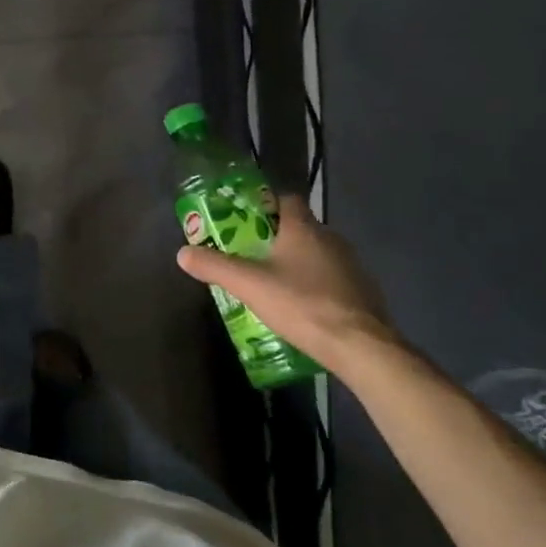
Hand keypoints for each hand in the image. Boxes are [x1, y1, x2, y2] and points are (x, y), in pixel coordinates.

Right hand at [176, 194, 394, 360]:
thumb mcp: (249, 285)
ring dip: (296, 262)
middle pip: (299, 228)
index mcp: (304, 229)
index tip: (244, 220)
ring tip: (271, 282)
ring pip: (317, 254)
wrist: (360, 346)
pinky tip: (300, 305)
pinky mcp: (363, 291)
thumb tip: (182, 253)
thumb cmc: (302, 304)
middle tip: (249, 254)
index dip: (265, 205)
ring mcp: (351, 265)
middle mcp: (331, 239)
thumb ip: (215, 266)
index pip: (286, 199)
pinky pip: (332, 278)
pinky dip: (315, 284)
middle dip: (275, 237)